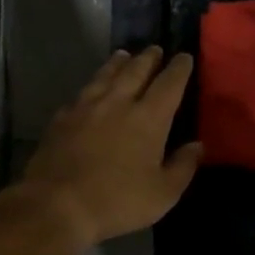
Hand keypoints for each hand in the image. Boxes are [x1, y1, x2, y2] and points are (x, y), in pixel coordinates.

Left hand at [22, 47, 203, 246]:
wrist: (56, 204)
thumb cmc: (118, 201)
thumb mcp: (163, 193)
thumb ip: (183, 166)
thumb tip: (197, 145)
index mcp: (148, 118)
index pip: (169, 84)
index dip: (179, 69)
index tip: (185, 57)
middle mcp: (118, 103)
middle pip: (136, 71)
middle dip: (148, 58)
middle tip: (155, 49)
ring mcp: (85, 107)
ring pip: (105, 76)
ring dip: (118, 63)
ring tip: (124, 56)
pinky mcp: (61, 119)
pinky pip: (82, 93)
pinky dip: (92, 85)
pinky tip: (90, 89)